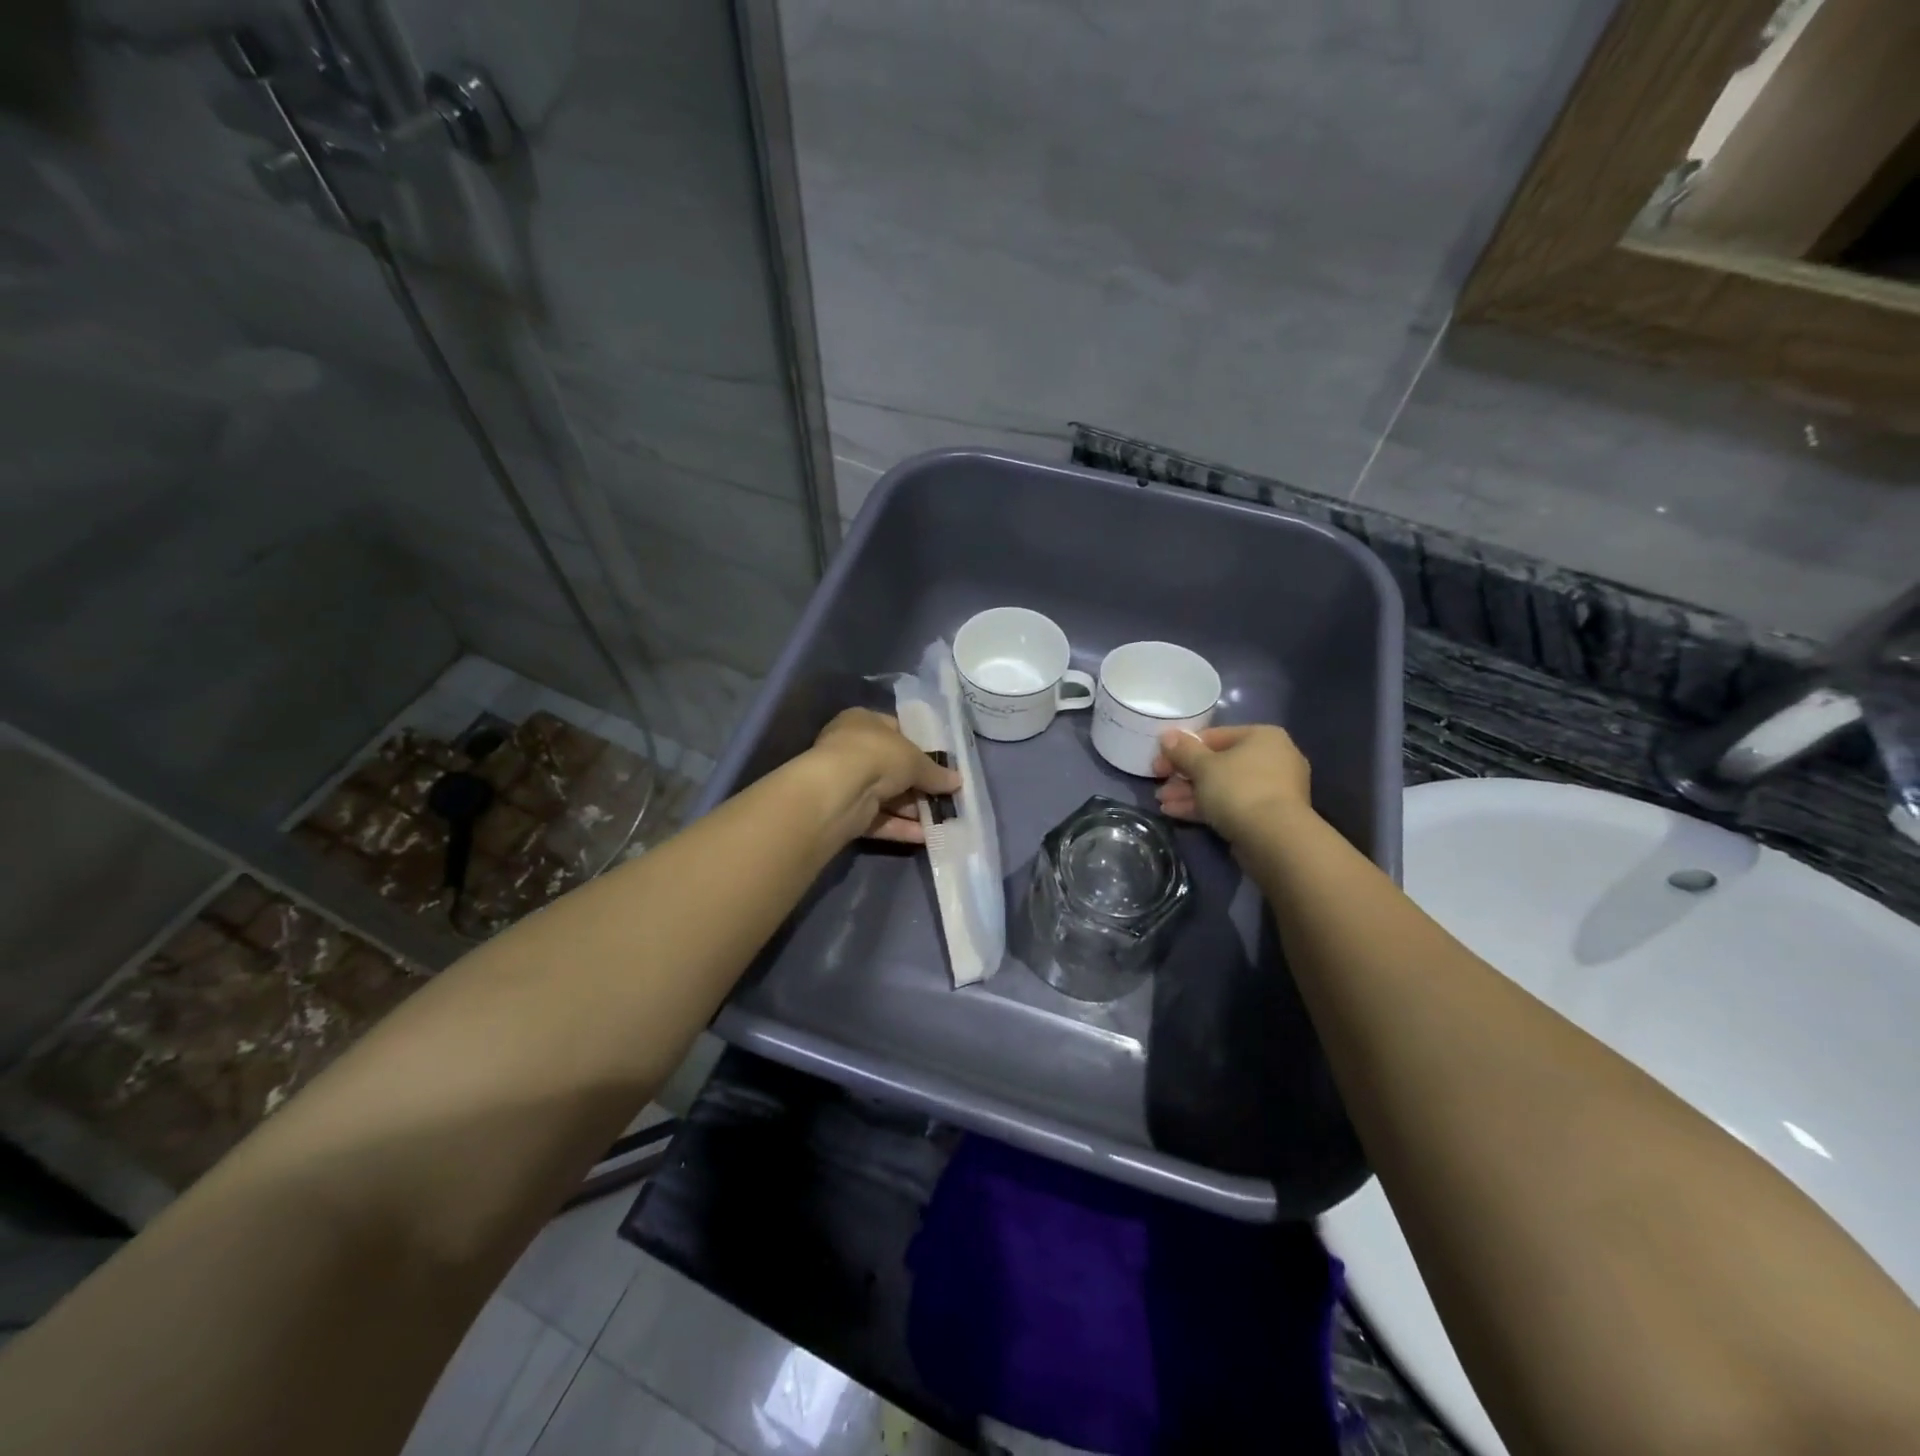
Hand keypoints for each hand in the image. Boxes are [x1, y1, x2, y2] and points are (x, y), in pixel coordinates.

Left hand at [810, 708, 962, 843]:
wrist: (839, 791)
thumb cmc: (878, 756)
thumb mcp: (914, 759)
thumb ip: (935, 772)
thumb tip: (957, 782)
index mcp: (863, 722)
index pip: (896, 731)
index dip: (920, 747)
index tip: (942, 764)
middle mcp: (852, 749)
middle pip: (893, 768)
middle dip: (920, 785)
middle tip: (947, 796)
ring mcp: (848, 782)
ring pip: (888, 797)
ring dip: (914, 809)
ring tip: (944, 820)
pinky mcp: (848, 813)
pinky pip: (880, 819)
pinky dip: (901, 827)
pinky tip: (927, 836)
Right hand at [1152, 724, 1312, 843]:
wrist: (1274, 838)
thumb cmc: (1238, 789)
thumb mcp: (1203, 766)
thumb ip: (1183, 750)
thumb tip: (1167, 735)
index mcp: (1261, 737)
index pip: (1213, 736)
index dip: (1181, 749)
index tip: (1159, 763)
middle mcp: (1272, 758)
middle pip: (1218, 763)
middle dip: (1184, 776)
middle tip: (1160, 786)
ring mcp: (1272, 789)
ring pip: (1222, 786)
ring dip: (1190, 793)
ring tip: (1162, 803)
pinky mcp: (1267, 816)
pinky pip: (1231, 805)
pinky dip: (1205, 807)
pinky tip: (1176, 813)